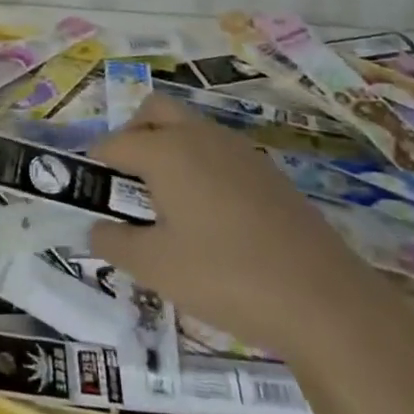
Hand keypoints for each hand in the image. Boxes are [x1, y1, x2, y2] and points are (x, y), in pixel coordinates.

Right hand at [88, 93, 388, 361]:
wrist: (325, 301)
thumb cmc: (225, 276)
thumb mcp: (154, 266)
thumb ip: (113, 242)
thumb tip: (97, 228)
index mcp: (166, 151)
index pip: (113, 143)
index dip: (94, 167)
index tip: (89, 197)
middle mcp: (200, 137)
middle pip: (154, 112)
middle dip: (131, 136)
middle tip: (127, 184)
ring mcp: (239, 152)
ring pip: (190, 128)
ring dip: (167, 149)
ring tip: (166, 205)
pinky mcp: (268, 173)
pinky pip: (218, 153)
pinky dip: (200, 167)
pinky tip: (209, 218)